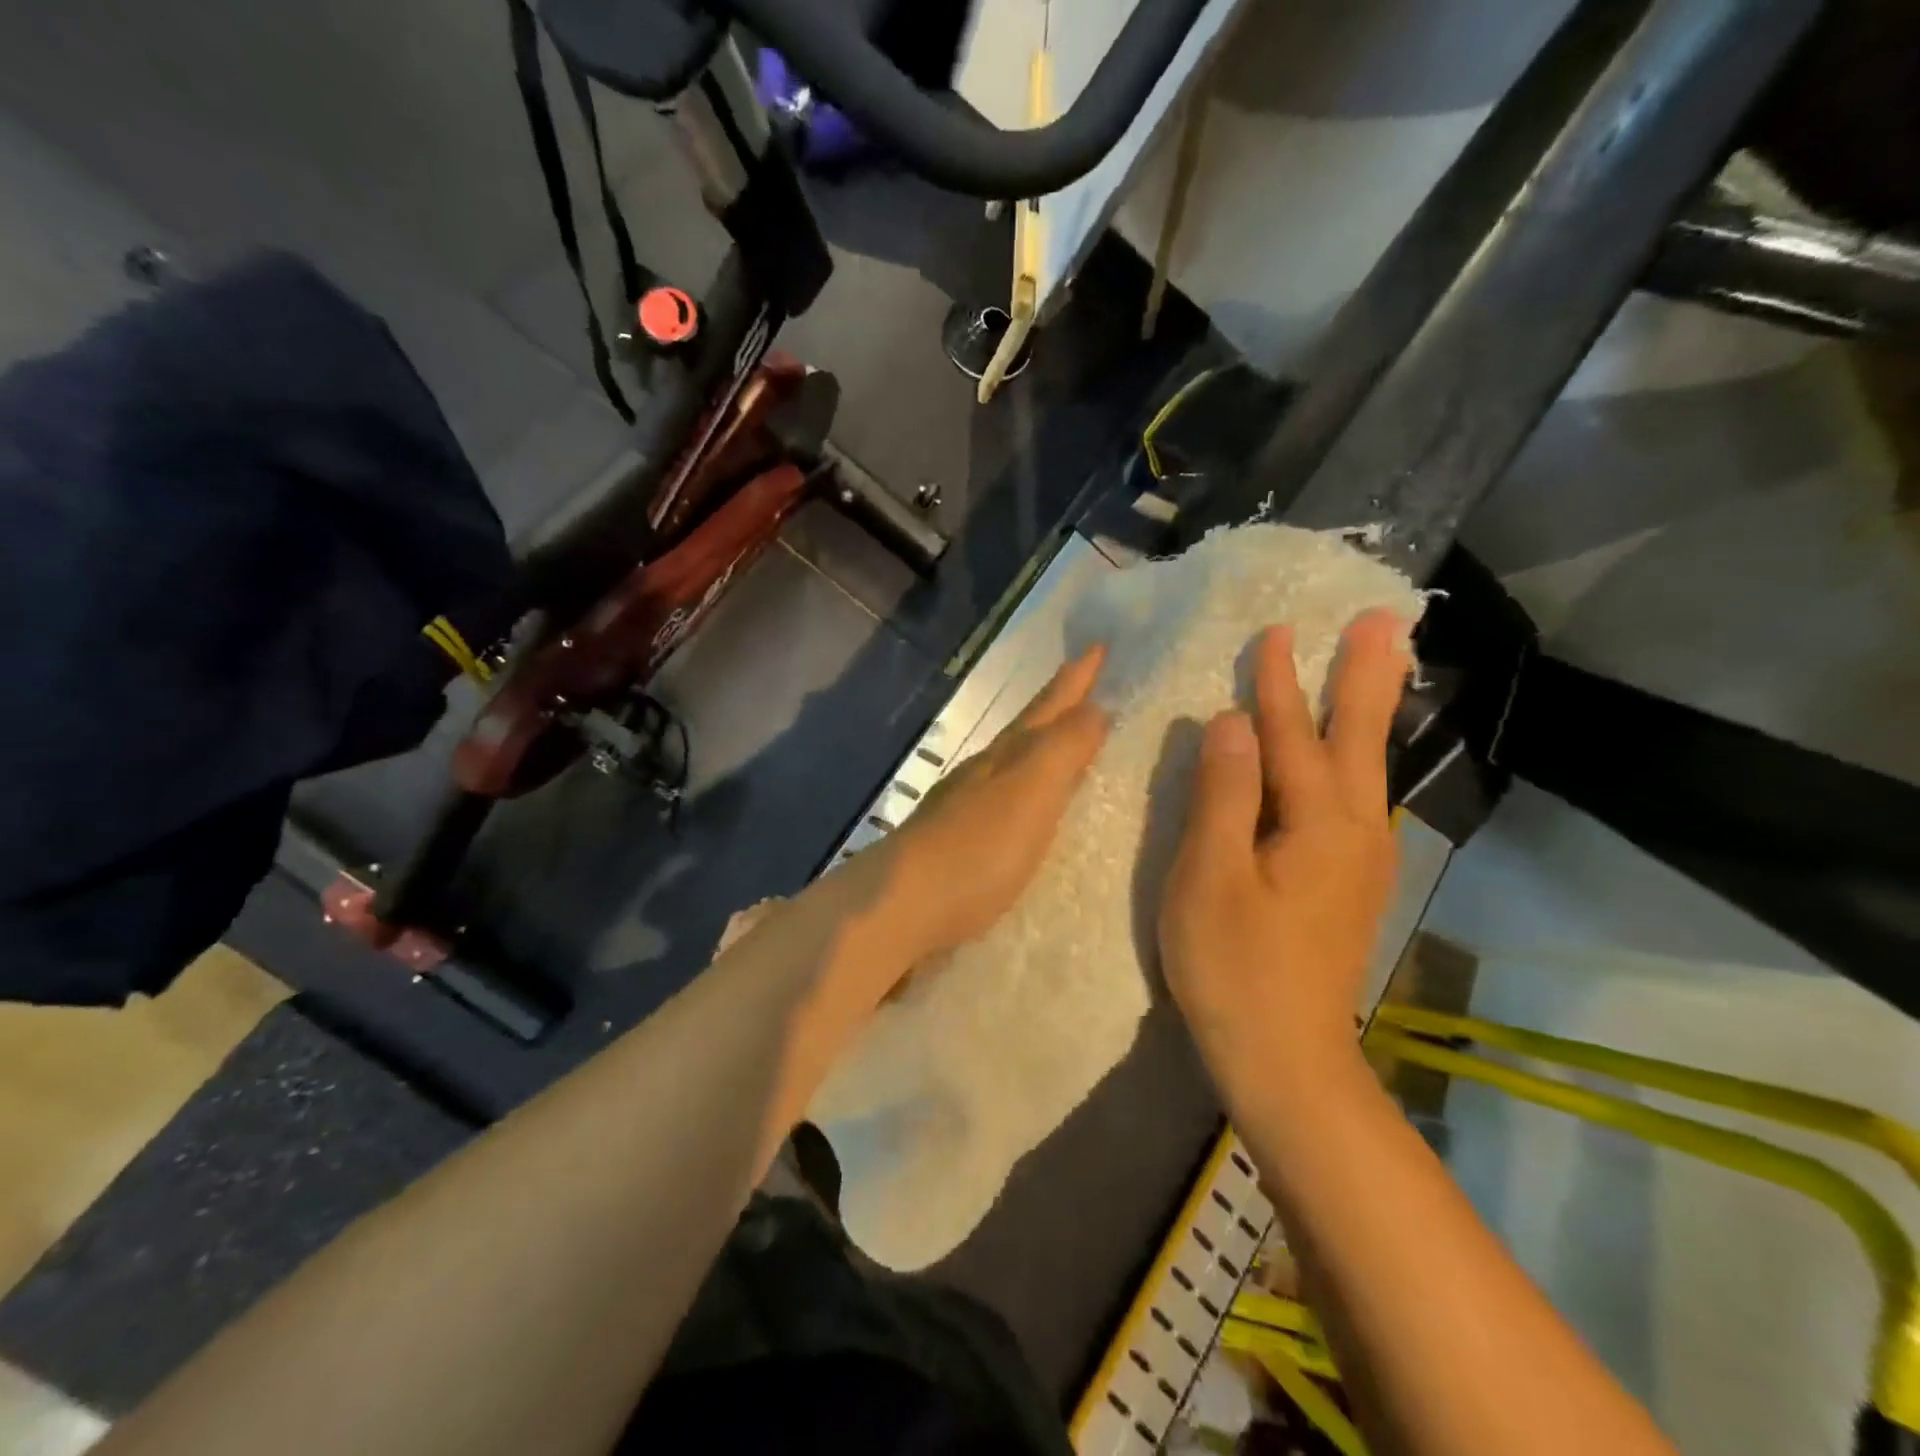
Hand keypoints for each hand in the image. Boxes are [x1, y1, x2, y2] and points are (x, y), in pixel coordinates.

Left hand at [881, 646, 1109, 963]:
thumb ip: (1062, 750)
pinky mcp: (956, 842)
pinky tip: (1023, 803)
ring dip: (1039, 742)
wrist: (901, 906)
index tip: (1098, 647)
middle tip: (1083, 678)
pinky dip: (1022, 786)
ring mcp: (963, 805)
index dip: (1075, 680)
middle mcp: (983, 772)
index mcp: (1005, 756)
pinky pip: (1001, 797)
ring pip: (1010, 759)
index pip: (1048, 708)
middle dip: (1057, 702)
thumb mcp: (1030, 793)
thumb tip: (1095, 708)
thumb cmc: (977, 850)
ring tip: (1060, 736)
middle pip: (1026, 728)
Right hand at [1159, 611, 1411, 1111]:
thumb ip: (1222, 794)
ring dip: (1370, 713)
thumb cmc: (1233, 967)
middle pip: (1360, 740)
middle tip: (1381, 621)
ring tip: (1381, 669)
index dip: (1279, 684)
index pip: (1292, 736)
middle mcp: (1355, 832)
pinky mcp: (1352, 883)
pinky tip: (1355, 759)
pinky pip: (1360, 799)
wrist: (1286, 1059)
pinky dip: (1360, 759)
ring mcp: (1362, 861)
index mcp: (1317, 825)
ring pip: (1369, 769)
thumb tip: (1230, 721)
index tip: (1276, 630)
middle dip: (1364, 678)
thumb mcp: (1210, 876)